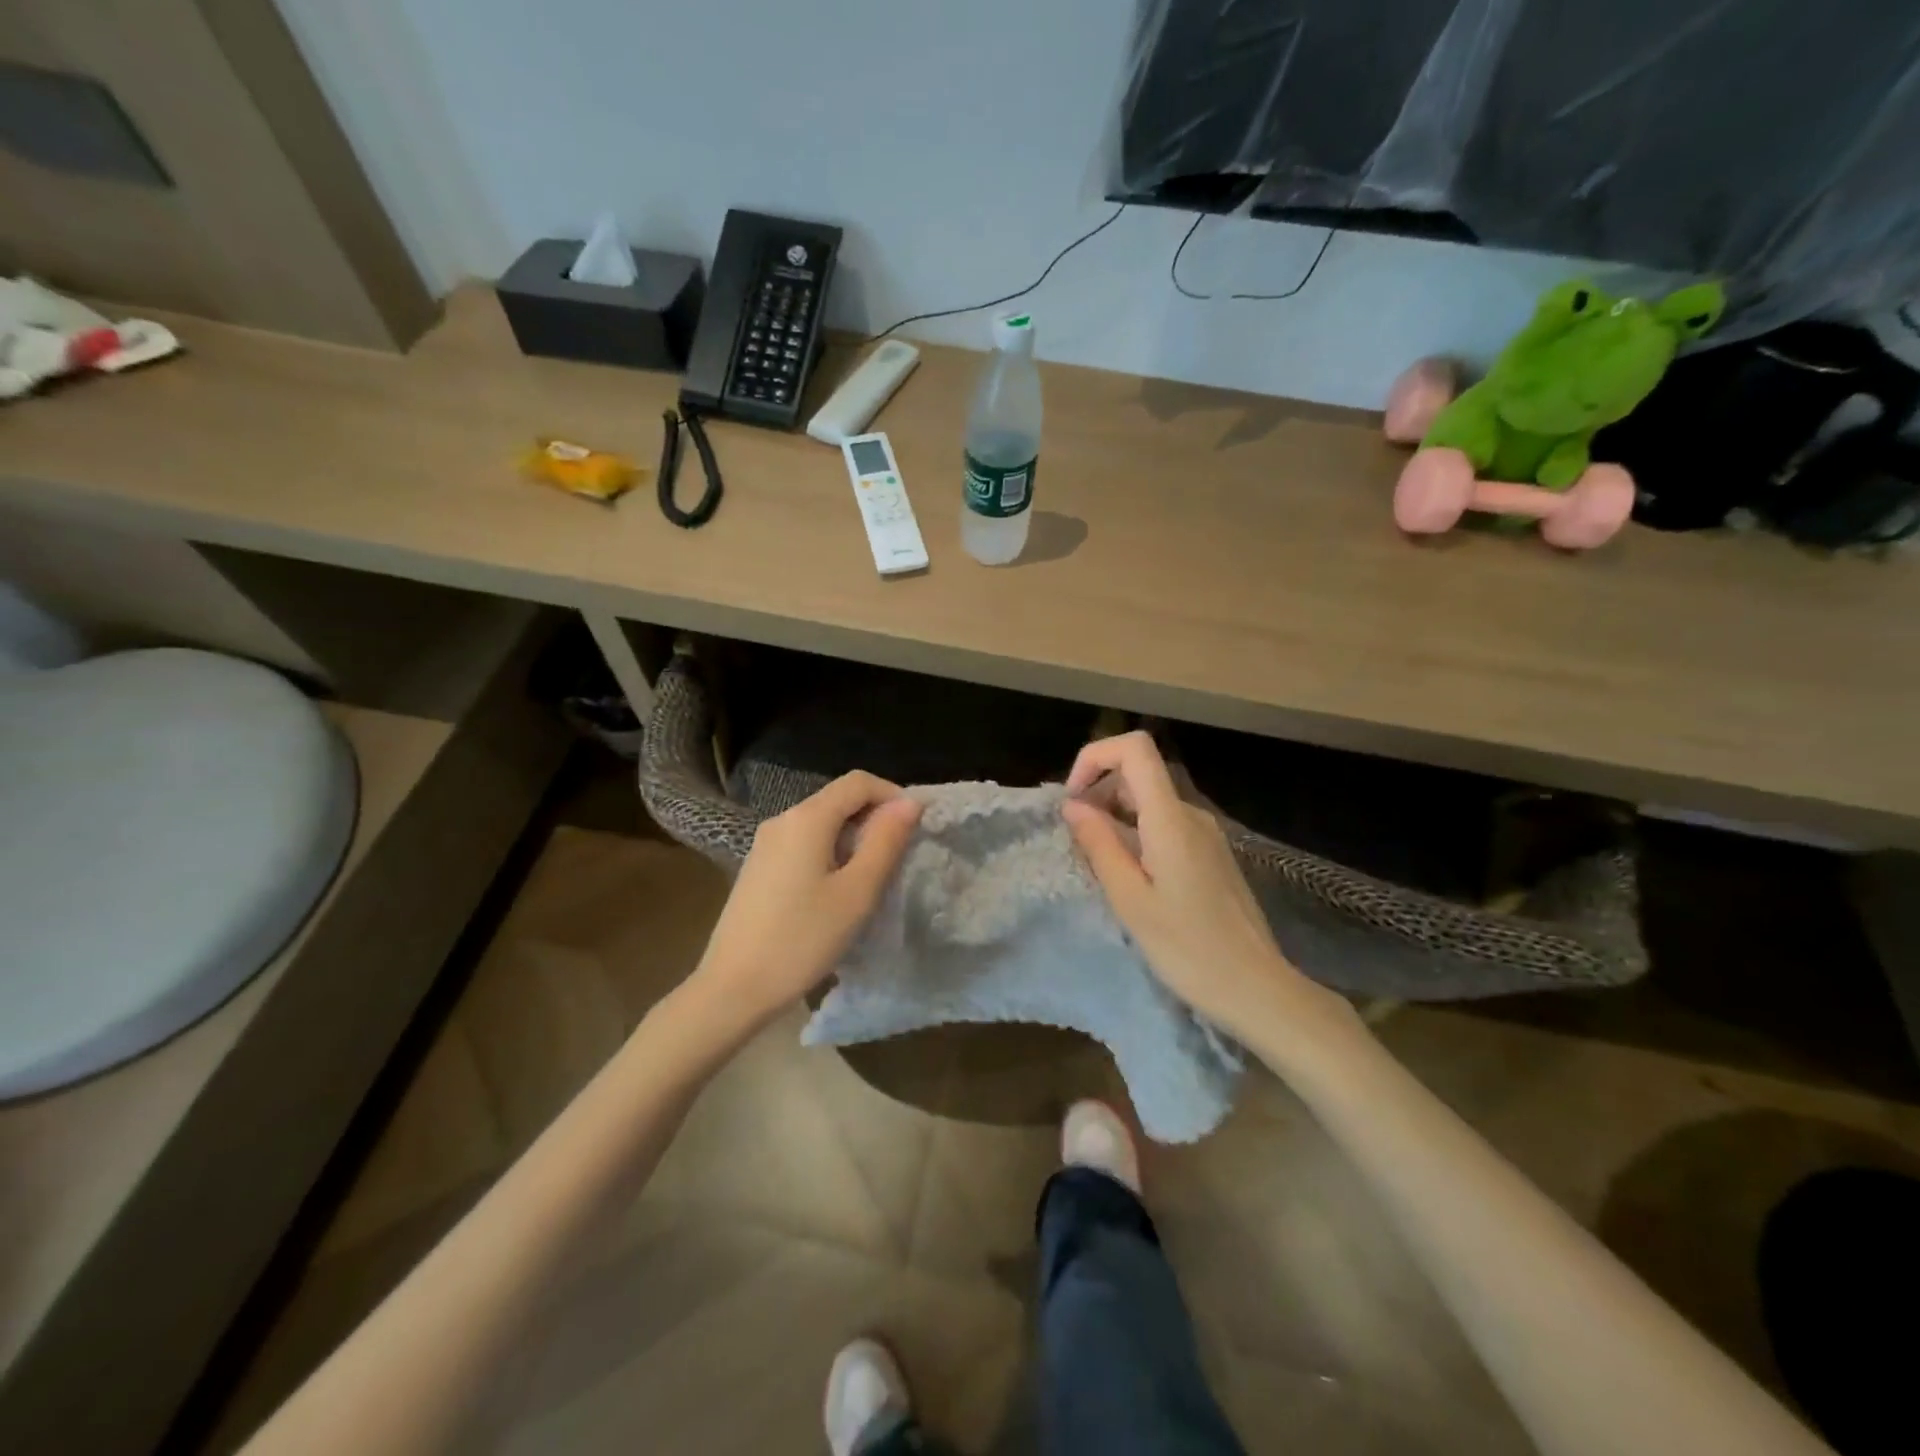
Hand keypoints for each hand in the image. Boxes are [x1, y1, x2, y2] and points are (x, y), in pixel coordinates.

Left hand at [688, 771, 921, 1038]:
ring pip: (821, 822)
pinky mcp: (758, 867)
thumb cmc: (802, 939)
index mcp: (807, 818)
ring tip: (873, 877)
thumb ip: (885, 842)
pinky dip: (831, 852)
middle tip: (899, 857)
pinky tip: (836, 890)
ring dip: (854, 837)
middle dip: (875, 817)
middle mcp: (783, 819)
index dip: (893, 795)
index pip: (858, 781)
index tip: (916, 828)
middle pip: (838, 799)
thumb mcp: (857, 893)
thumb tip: (909, 803)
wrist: (733, 988)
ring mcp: (765, 843)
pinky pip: (803, 843)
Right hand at [1062, 732, 1346, 1043]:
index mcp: (1171, 819)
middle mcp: (1191, 815)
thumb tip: (1073, 805)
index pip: (1135, 749)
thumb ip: (1099, 845)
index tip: (1073, 799)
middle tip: (1079, 845)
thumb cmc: (1187, 948)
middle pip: (1138, 774)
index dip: (1095, 757)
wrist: (1256, 987)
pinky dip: (1136, 836)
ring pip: (1149, 803)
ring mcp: (1205, 834)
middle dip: (1098, 795)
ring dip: (1115, 820)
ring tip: (1102, 869)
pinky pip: (1164, 826)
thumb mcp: (1130, 900)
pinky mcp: (1210, 854)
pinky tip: (1131, 881)